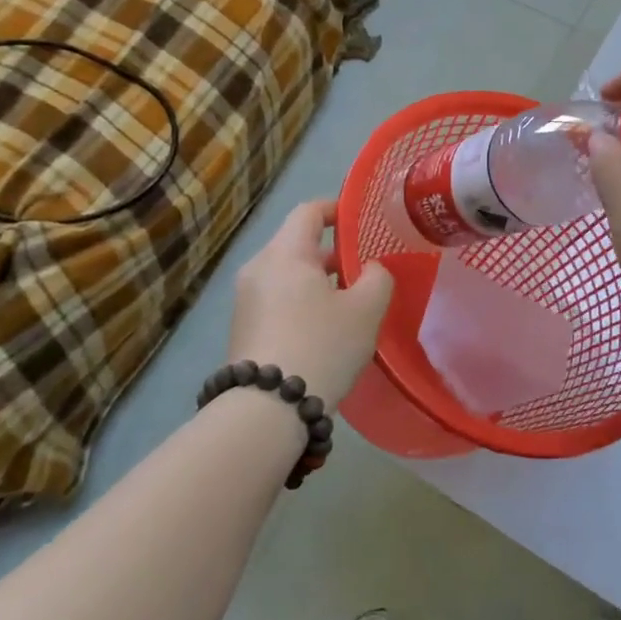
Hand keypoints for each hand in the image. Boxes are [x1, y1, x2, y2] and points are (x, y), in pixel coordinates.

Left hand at [227, 198, 393, 409]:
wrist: (266, 410)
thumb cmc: (321, 346)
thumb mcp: (366, 310)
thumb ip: (377, 277)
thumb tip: (371, 269)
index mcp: (285, 253)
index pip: (309, 211)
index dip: (336, 209)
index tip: (360, 220)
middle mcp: (259, 268)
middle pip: (296, 243)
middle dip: (331, 251)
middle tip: (363, 266)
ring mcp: (245, 300)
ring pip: (287, 274)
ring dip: (317, 279)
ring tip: (349, 300)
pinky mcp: (243, 328)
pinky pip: (277, 298)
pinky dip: (301, 301)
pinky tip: (324, 327)